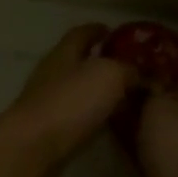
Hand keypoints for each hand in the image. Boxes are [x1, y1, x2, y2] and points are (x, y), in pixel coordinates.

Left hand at [0, 24, 133, 176]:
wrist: (33, 147)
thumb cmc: (71, 102)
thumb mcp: (110, 76)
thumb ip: (129, 70)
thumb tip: (144, 76)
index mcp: (64, 52)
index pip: (81, 33)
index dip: (97, 30)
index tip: (113, 31)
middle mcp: (52, 73)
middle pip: (78, 60)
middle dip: (100, 60)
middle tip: (128, 66)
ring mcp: (47, 102)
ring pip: (77, 89)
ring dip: (97, 89)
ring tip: (125, 95)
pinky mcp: (49, 129)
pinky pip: (76, 114)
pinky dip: (92, 113)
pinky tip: (108, 121)